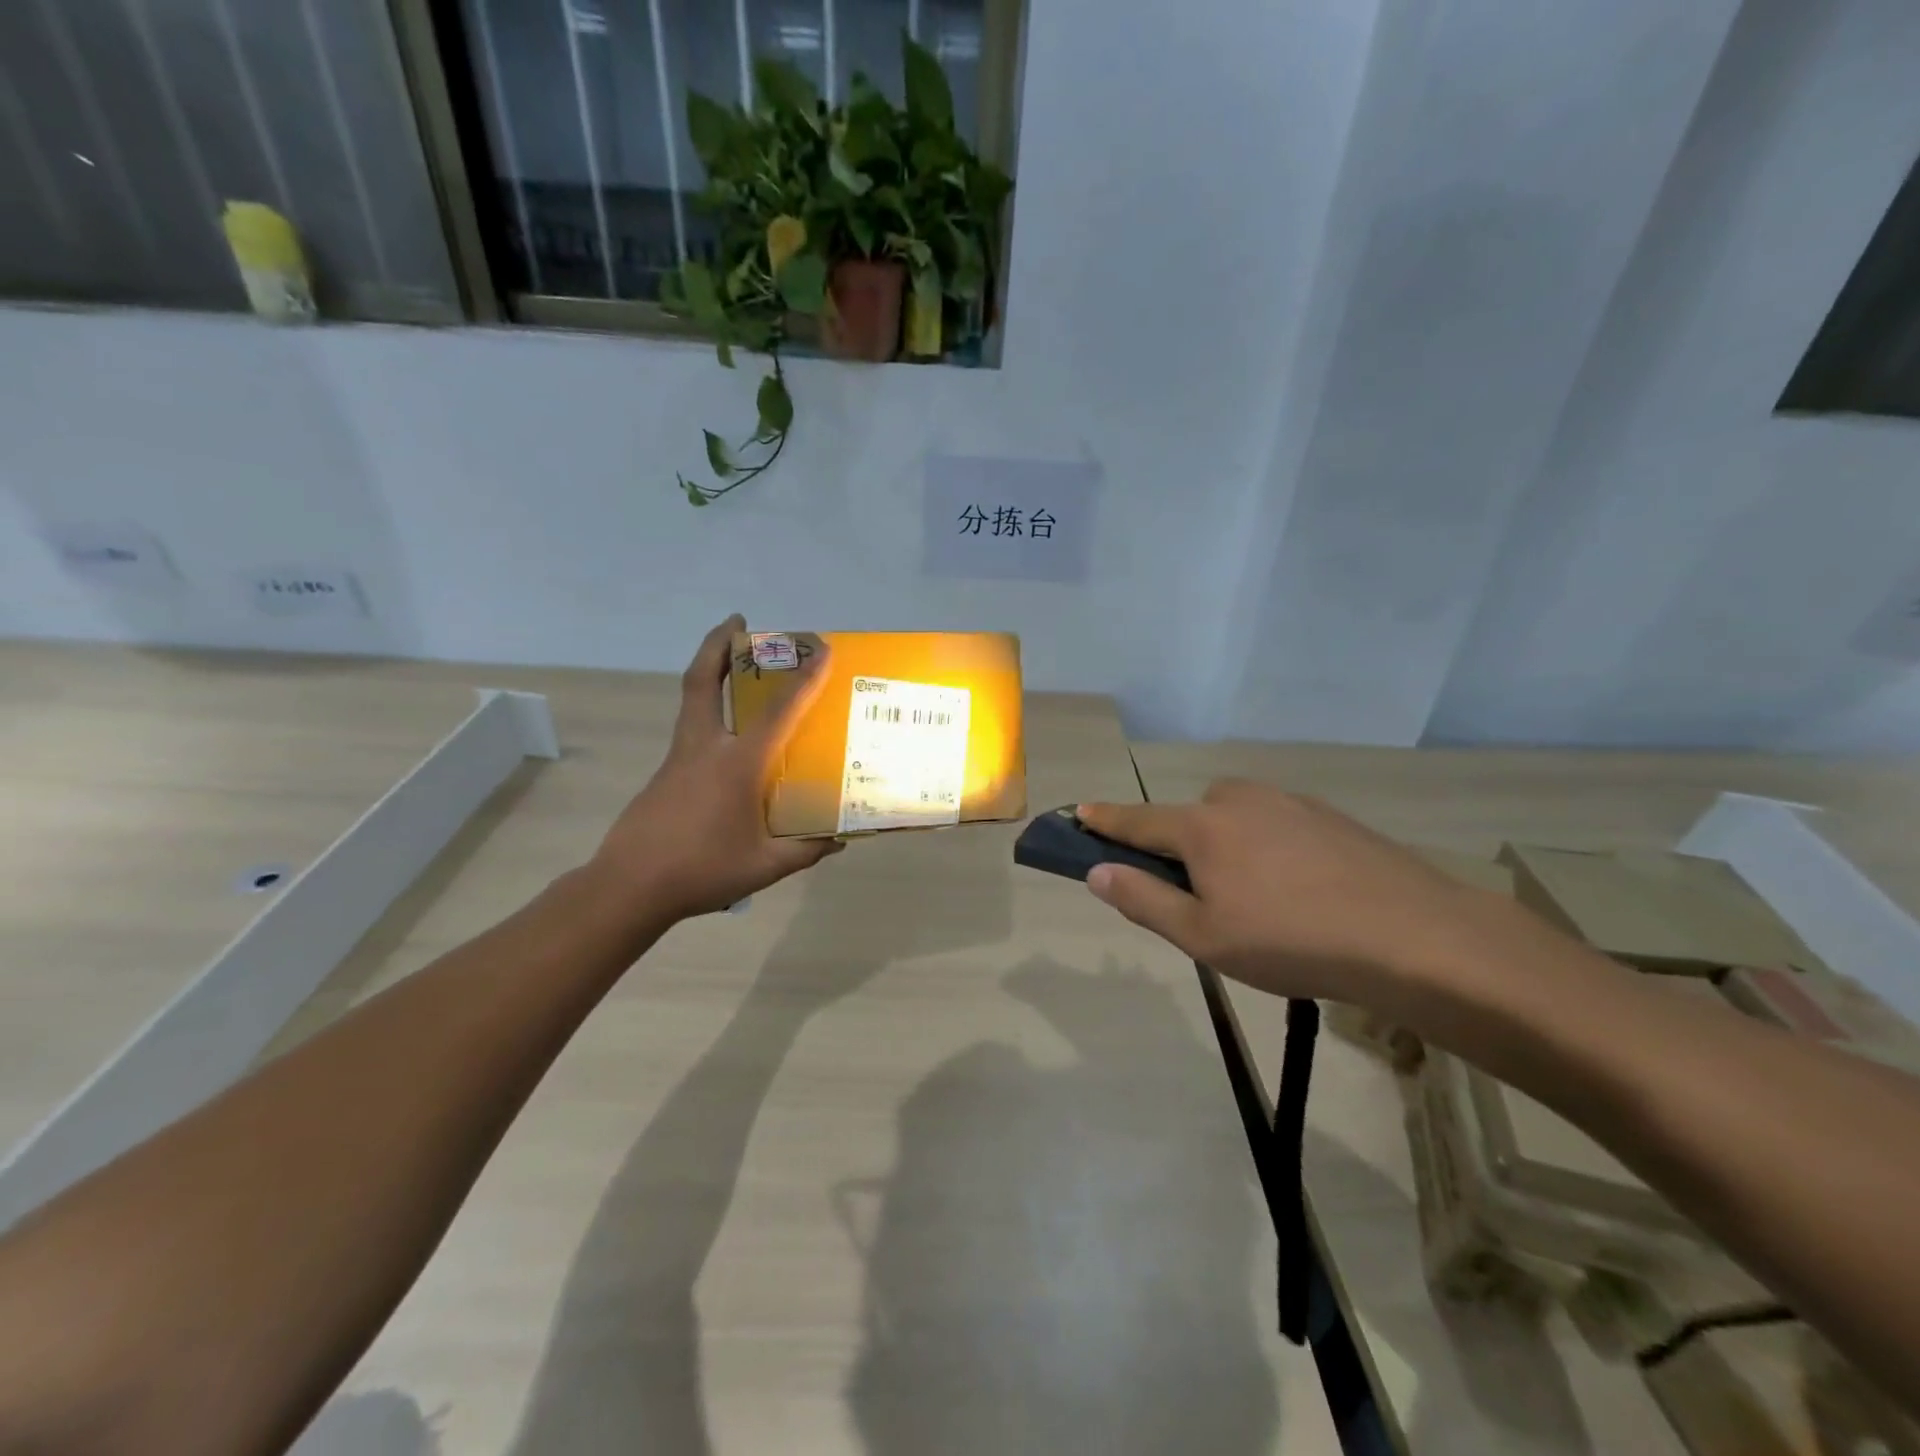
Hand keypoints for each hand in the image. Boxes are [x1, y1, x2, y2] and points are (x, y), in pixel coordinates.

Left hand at [589, 615, 841, 922]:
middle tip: (738, 622)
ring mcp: (679, 759)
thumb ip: (806, 849)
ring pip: (692, 700)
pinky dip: (708, 714)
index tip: (821, 650)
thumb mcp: (766, 866)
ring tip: (732, 664)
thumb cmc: (703, 870)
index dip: (804, 679)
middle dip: (719, 644)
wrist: (629, 887)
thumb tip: (839, 839)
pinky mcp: (665, 774)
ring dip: (710, 672)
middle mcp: (705, 748)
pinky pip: (691, 730)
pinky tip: (727, 741)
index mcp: (738, 764)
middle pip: (703, 681)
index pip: (778, 711)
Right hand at [1077, 781, 1520, 1010]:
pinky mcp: (1327, 815)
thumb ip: (1143, 899)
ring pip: (1235, 818)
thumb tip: (1097, 871)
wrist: (1412, 934)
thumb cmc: (1290, 940)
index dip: (1104, 819)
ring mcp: (1287, 802)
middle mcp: (1239, 800)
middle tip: (1199, 897)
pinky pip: (1274, 824)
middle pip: (1189, 817)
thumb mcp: (1203, 936)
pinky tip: (1298, 889)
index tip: (1079, 811)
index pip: (1136, 819)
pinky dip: (1267, 846)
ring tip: (1256, 899)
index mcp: (1201, 826)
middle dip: (1179, 846)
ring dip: (1226, 846)